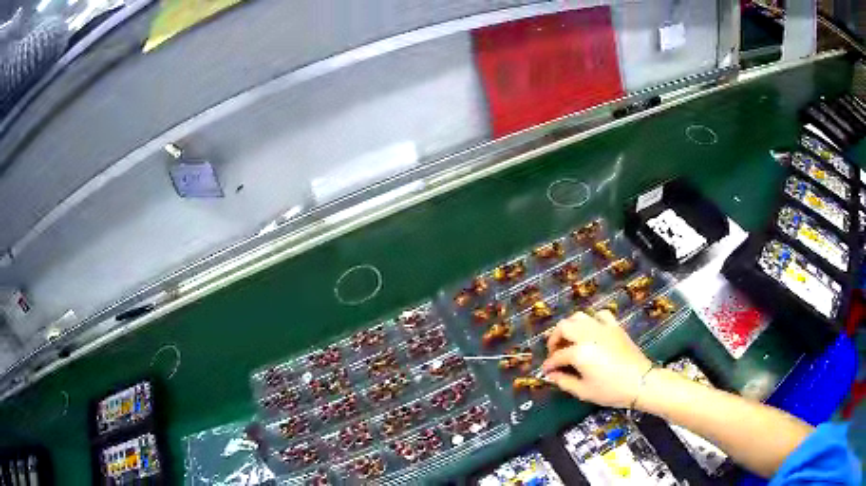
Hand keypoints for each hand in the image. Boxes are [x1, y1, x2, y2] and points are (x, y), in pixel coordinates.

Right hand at [542, 310, 651, 407]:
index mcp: (579, 352)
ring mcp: (603, 328)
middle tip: (555, 353)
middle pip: (564, 327)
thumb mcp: (584, 391)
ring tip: (570, 340)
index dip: (549, 364)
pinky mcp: (615, 327)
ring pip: (579, 316)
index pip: (557, 356)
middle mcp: (588, 334)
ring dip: (570, 327)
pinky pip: (600, 315)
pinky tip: (592, 331)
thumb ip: (564, 381)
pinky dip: (592, 320)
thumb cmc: (611, 390)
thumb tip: (551, 375)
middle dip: (555, 339)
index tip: (547, 371)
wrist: (641, 382)